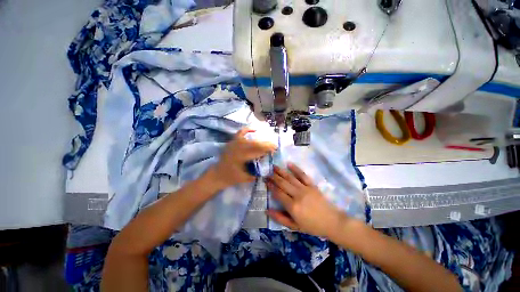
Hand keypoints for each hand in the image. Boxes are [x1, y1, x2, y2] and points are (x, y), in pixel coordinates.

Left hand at [210, 128, 276, 189]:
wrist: (217, 174)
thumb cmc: (231, 178)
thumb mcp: (245, 178)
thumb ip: (256, 173)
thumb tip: (266, 168)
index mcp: (241, 157)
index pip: (257, 151)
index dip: (267, 149)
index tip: (275, 149)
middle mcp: (238, 148)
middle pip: (255, 144)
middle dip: (266, 144)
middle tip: (273, 146)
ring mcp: (234, 144)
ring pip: (250, 140)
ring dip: (259, 141)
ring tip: (266, 143)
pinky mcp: (232, 142)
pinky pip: (240, 133)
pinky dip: (247, 130)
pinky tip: (254, 130)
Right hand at [265, 164, 347, 237]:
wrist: (332, 222)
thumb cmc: (312, 226)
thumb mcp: (294, 226)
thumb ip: (280, 218)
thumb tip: (267, 210)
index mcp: (292, 206)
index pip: (278, 193)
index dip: (271, 186)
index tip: (265, 181)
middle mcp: (297, 195)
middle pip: (282, 183)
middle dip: (273, 177)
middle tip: (267, 173)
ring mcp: (305, 188)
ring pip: (290, 178)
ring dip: (281, 171)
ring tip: (274, 167)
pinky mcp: (312, 185)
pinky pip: (302, 175)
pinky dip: (295, 169)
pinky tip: (289, 164)